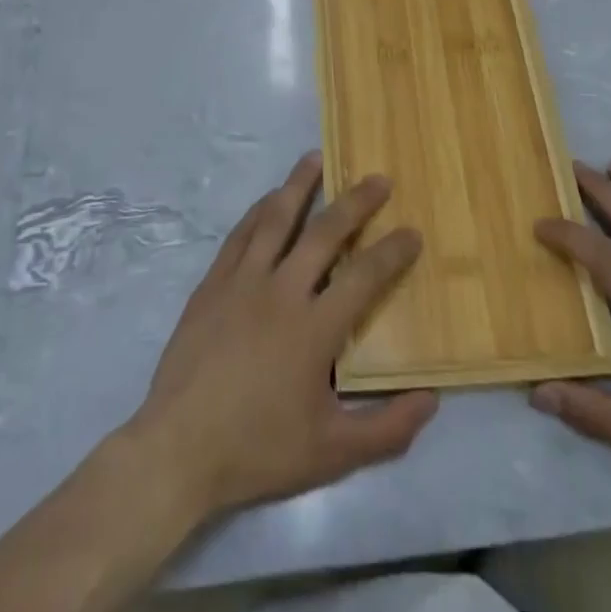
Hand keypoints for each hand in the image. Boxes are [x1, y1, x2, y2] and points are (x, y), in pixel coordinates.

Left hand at [127, 152, 438, 520]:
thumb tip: (431, 400)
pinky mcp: (212, 284)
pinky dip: (258, 211)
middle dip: (355, 202)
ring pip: (275, 219)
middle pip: (324, 233)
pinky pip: (240, 235)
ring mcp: (242, 282)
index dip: (392, 252)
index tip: (413, 232)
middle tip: (377, 178)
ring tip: (315, 158)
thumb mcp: (332, 453)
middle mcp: (281, 291)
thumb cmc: (258, 449)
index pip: (364, 276)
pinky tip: (269, 199)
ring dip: (299, 185)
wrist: (179, 448)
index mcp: (314, 328)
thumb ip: (387, 429)